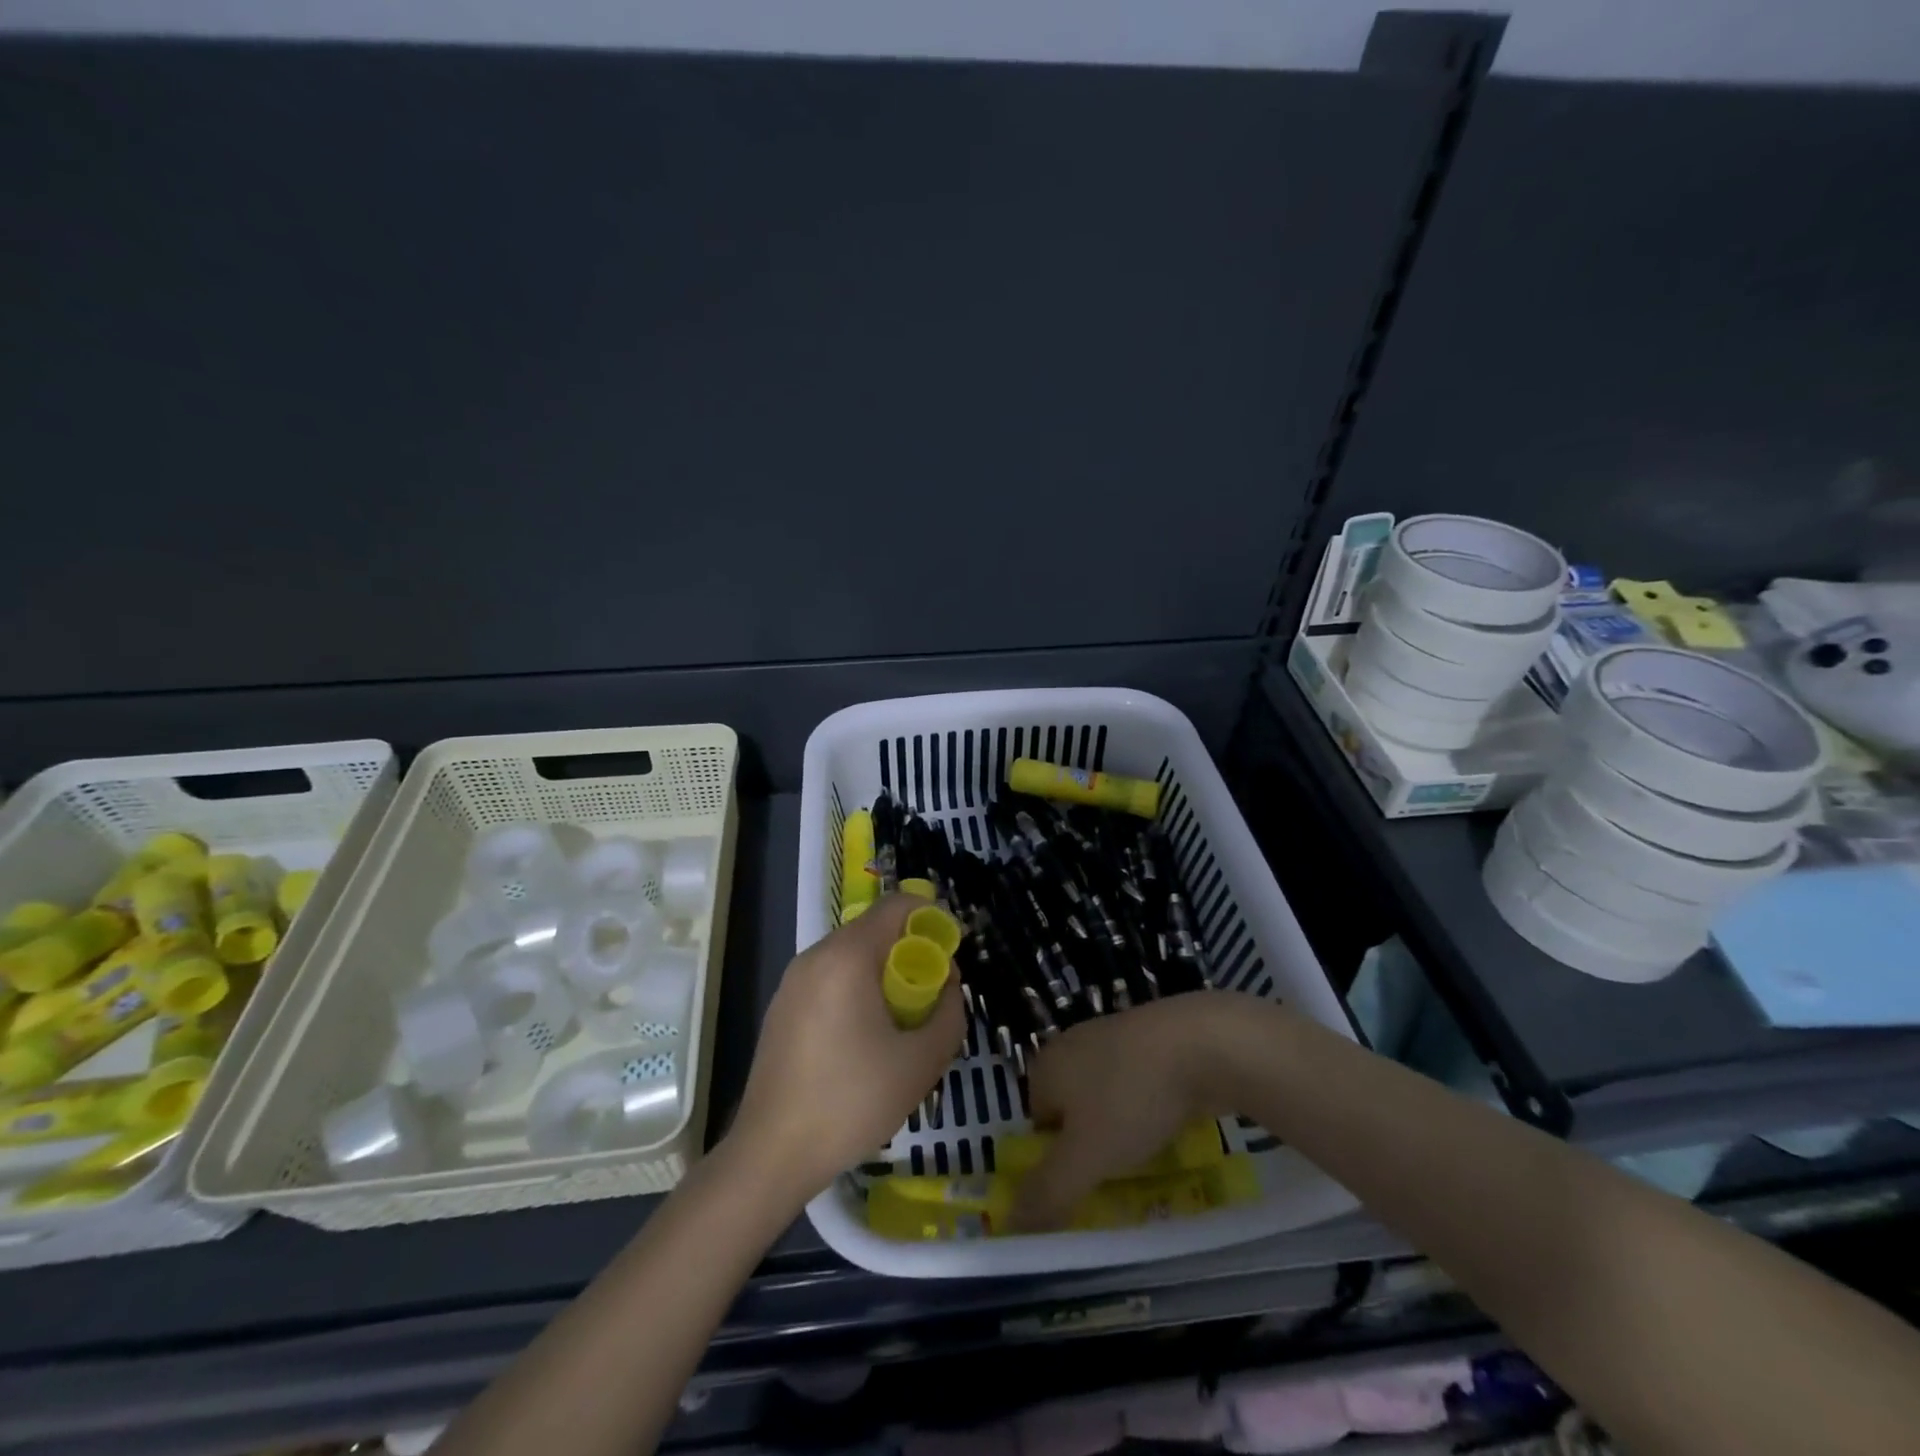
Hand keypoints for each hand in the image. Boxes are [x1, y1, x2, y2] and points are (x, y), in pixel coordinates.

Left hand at [729, 895, 964, 1202]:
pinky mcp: (781, 1008)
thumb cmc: (851, 1102)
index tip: (952, 952)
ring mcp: (792, 982)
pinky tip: (864, 1040)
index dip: (932, 918)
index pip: (897, 905)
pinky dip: (856, 991)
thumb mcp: (921, 1062)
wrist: (771, 1155)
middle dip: (910, 952)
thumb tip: (948, 986)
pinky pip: (830, 979)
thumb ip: (949, 1013)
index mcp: (847, 957)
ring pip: (851, 956)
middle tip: (932, 995)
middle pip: (874, 930)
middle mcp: (815, 956)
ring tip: (901, 1022)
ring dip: (884, 974)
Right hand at [1011, 993, 1245, 1230]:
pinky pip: (1140, 1086)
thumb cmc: (1132, 1097)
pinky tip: (1173, 1128)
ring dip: (1125, 1131)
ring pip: (1109, 1101)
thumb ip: (1048, 1193)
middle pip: (1074, 1113)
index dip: (1059, 1161)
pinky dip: (1152, 1109)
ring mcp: (1113, 1037)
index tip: (1089, 1185)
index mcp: (1046, 1066)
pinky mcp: (1150, 1038)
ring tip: (1152, 1159)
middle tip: (1121, 1179)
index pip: (1038, 1126)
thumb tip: (1010, 1225)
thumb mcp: (1086, 1157)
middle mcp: (1072, 1046)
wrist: (1202, 1043)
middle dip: (1094, 1147)